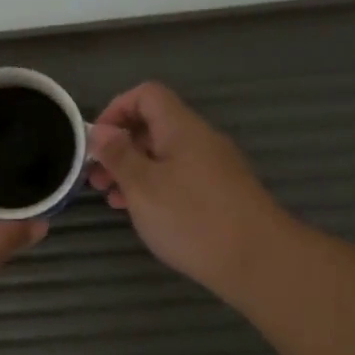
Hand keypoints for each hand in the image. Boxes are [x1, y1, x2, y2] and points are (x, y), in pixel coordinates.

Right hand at [88, 82, 291, 297]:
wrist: (258, 260)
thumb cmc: (192, 218)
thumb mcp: (143, 186)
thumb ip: (118, 155)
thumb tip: (100, 131)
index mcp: (182, 128)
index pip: (146, 95)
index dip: (116, 109)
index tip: (96, 142)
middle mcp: (200, 140)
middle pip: (154, 125)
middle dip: (120, 147)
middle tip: (95, 178)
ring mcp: (214, 167)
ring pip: (165, 156)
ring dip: (134, 171)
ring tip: (112, 200)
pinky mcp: (220, 193)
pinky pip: (179, 178)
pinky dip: (155, 187)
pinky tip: (142, 213)